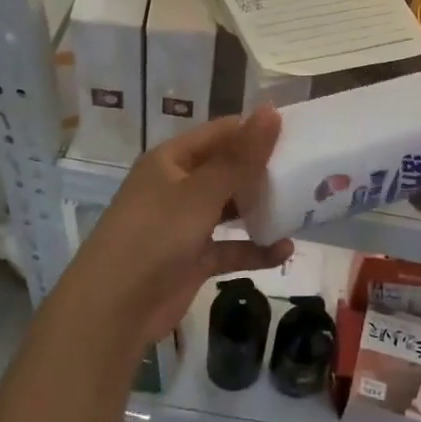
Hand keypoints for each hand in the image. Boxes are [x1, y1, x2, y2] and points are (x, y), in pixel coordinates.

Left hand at [69, 109, 292, 343]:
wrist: (113, 310)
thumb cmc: (155, 237)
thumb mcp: (202, 193)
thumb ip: (241, 157)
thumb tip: (272, 111)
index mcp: (171, 161)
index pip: (221, 133)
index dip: (255, 130)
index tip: (297, 132)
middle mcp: (177, 187)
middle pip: (227, 170)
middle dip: (262, 171)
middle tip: (307, 170)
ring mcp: (184, 225)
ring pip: (230, 208)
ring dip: (260, 209)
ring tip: (302, 205)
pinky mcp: (192, 259)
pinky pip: (229, 247)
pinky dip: (254, 248)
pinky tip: (284, 250)